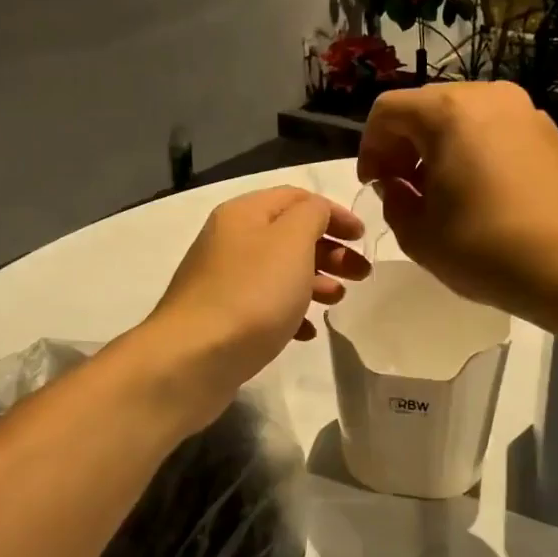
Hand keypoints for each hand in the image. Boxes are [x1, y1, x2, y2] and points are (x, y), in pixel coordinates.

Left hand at [139, 187, 368, 417]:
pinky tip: (307, 332)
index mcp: (244, 214)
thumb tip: (317, 214)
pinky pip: (264, 305)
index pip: (297, 198)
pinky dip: (290, 312)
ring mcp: (223, 280)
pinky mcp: (223, 317)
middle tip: (360, 274)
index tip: (364, 237)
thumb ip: (312, 216)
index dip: (334, 212)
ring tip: (338, 300)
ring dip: (315, 281)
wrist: (193, 358)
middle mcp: (230, 240)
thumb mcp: (291, 242)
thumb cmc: (251, 295)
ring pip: (279, 271)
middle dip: (330, 250)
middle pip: (289, 235)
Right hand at [357, 82, 557, 321]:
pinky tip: (477, 195)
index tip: (374, 186)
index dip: (370, 148)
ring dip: (438, 150)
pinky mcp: (549, 134)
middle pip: (427, 108)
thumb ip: (394, 202)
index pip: (388, 111)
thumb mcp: (419, 235)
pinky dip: (472, 153)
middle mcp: (487, 98)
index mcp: (448, 112)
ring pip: (462, 118)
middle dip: (404, 146)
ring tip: (440, 196)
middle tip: (402, 190)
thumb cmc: (487, 248)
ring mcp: (524, 112)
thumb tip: (398, 186)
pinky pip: (494, 131)